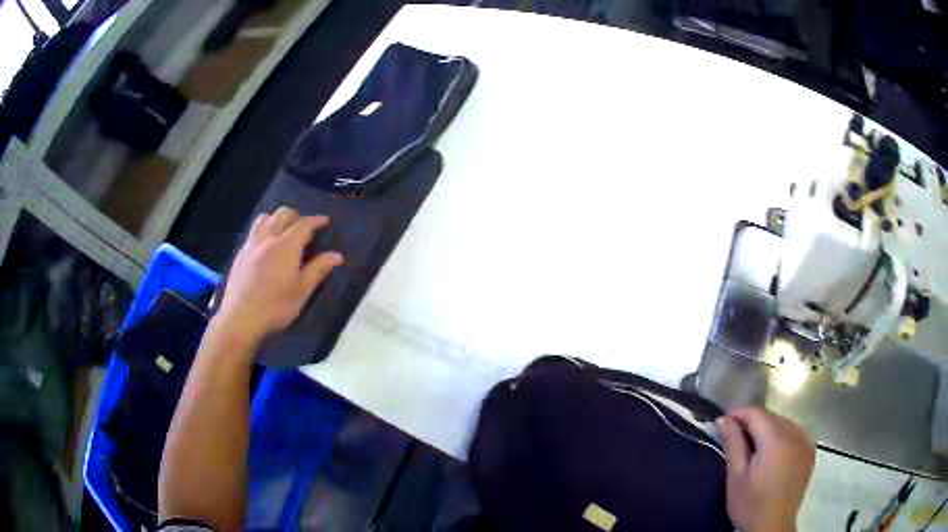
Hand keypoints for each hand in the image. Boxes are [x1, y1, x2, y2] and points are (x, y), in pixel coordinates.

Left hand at [214, 207, 342, 347]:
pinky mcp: (240, 253)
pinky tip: (265, 244)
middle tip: (304, 226)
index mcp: (286, 246)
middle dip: (296, 216)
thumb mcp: (301, 291)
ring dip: (277, 218)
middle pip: (283, 214)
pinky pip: (253, 230)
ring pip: (265, 218)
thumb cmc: (275, 307)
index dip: (316, 220)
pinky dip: (264, 228)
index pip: (304, 224)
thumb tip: (337, 255)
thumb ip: (318, 270)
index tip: (325, 221)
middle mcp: (268, 238)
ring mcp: (252, 244)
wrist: (240, 317)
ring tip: (283, 229)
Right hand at [716, 406, 814, 531]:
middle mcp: (795, 433)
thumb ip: (733, 443)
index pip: (756, 412)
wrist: (773, 526)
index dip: (738, 413)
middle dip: (752, 423)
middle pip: (770, 416)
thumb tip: (723, 419)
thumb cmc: (750, 504)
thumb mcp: (736, 476)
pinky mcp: (810, 450)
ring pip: (783, 423)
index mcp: (776, 439)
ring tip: (754, 448)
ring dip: (767, 429)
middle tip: (735, 439)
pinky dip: (783, 435)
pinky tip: (775, 450)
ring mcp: (806, 441)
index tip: (723, 423)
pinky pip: (796, 431)